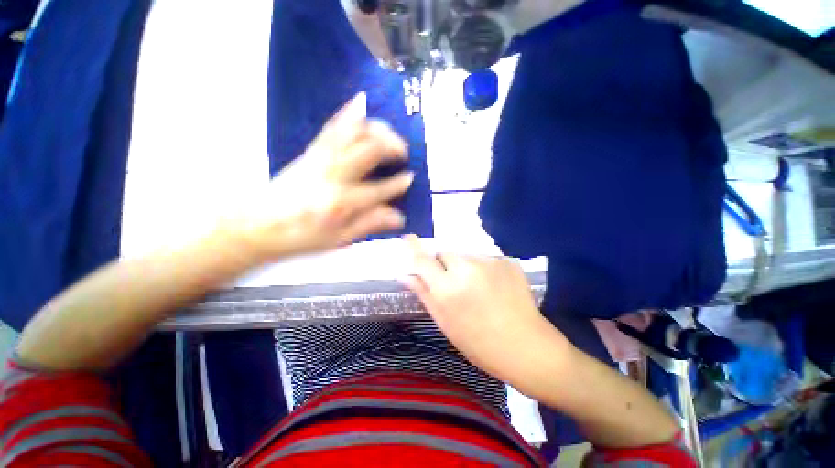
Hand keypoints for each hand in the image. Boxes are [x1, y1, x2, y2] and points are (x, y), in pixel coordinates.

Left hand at [227, 92, 413, 260]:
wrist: (256, 225)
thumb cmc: (301, 237)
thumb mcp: (339, 239)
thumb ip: (369, 224)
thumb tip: (399, 217)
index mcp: (341, 202)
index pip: (379, 190)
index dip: (398, 184)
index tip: (411, 179)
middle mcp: (333, 175)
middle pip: (368, 150)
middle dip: (392, 146)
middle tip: (403, 153)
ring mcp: (320, 159)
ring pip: (353, 133)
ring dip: (376, 129)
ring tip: (389, 134)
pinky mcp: (311, 151)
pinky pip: (332, 127)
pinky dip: (348, 114)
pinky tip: (360, 104)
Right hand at [401, 236, 571, 383]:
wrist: (525, 347)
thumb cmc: (478, 342)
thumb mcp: (445, 322)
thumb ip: (424, 293)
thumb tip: (406, 275)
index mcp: (447, 288)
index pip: (423, 259)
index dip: (414, 247)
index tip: (409, 238)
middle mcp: (466, 268)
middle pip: (445, 253)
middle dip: (444, 263)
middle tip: (452, 282)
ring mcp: (489, 262)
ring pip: (466, 255)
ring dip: (464, 266)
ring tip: (477, 287)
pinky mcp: (506, 260)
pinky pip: (485, 259)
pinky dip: (484, 268)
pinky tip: (494, 286)